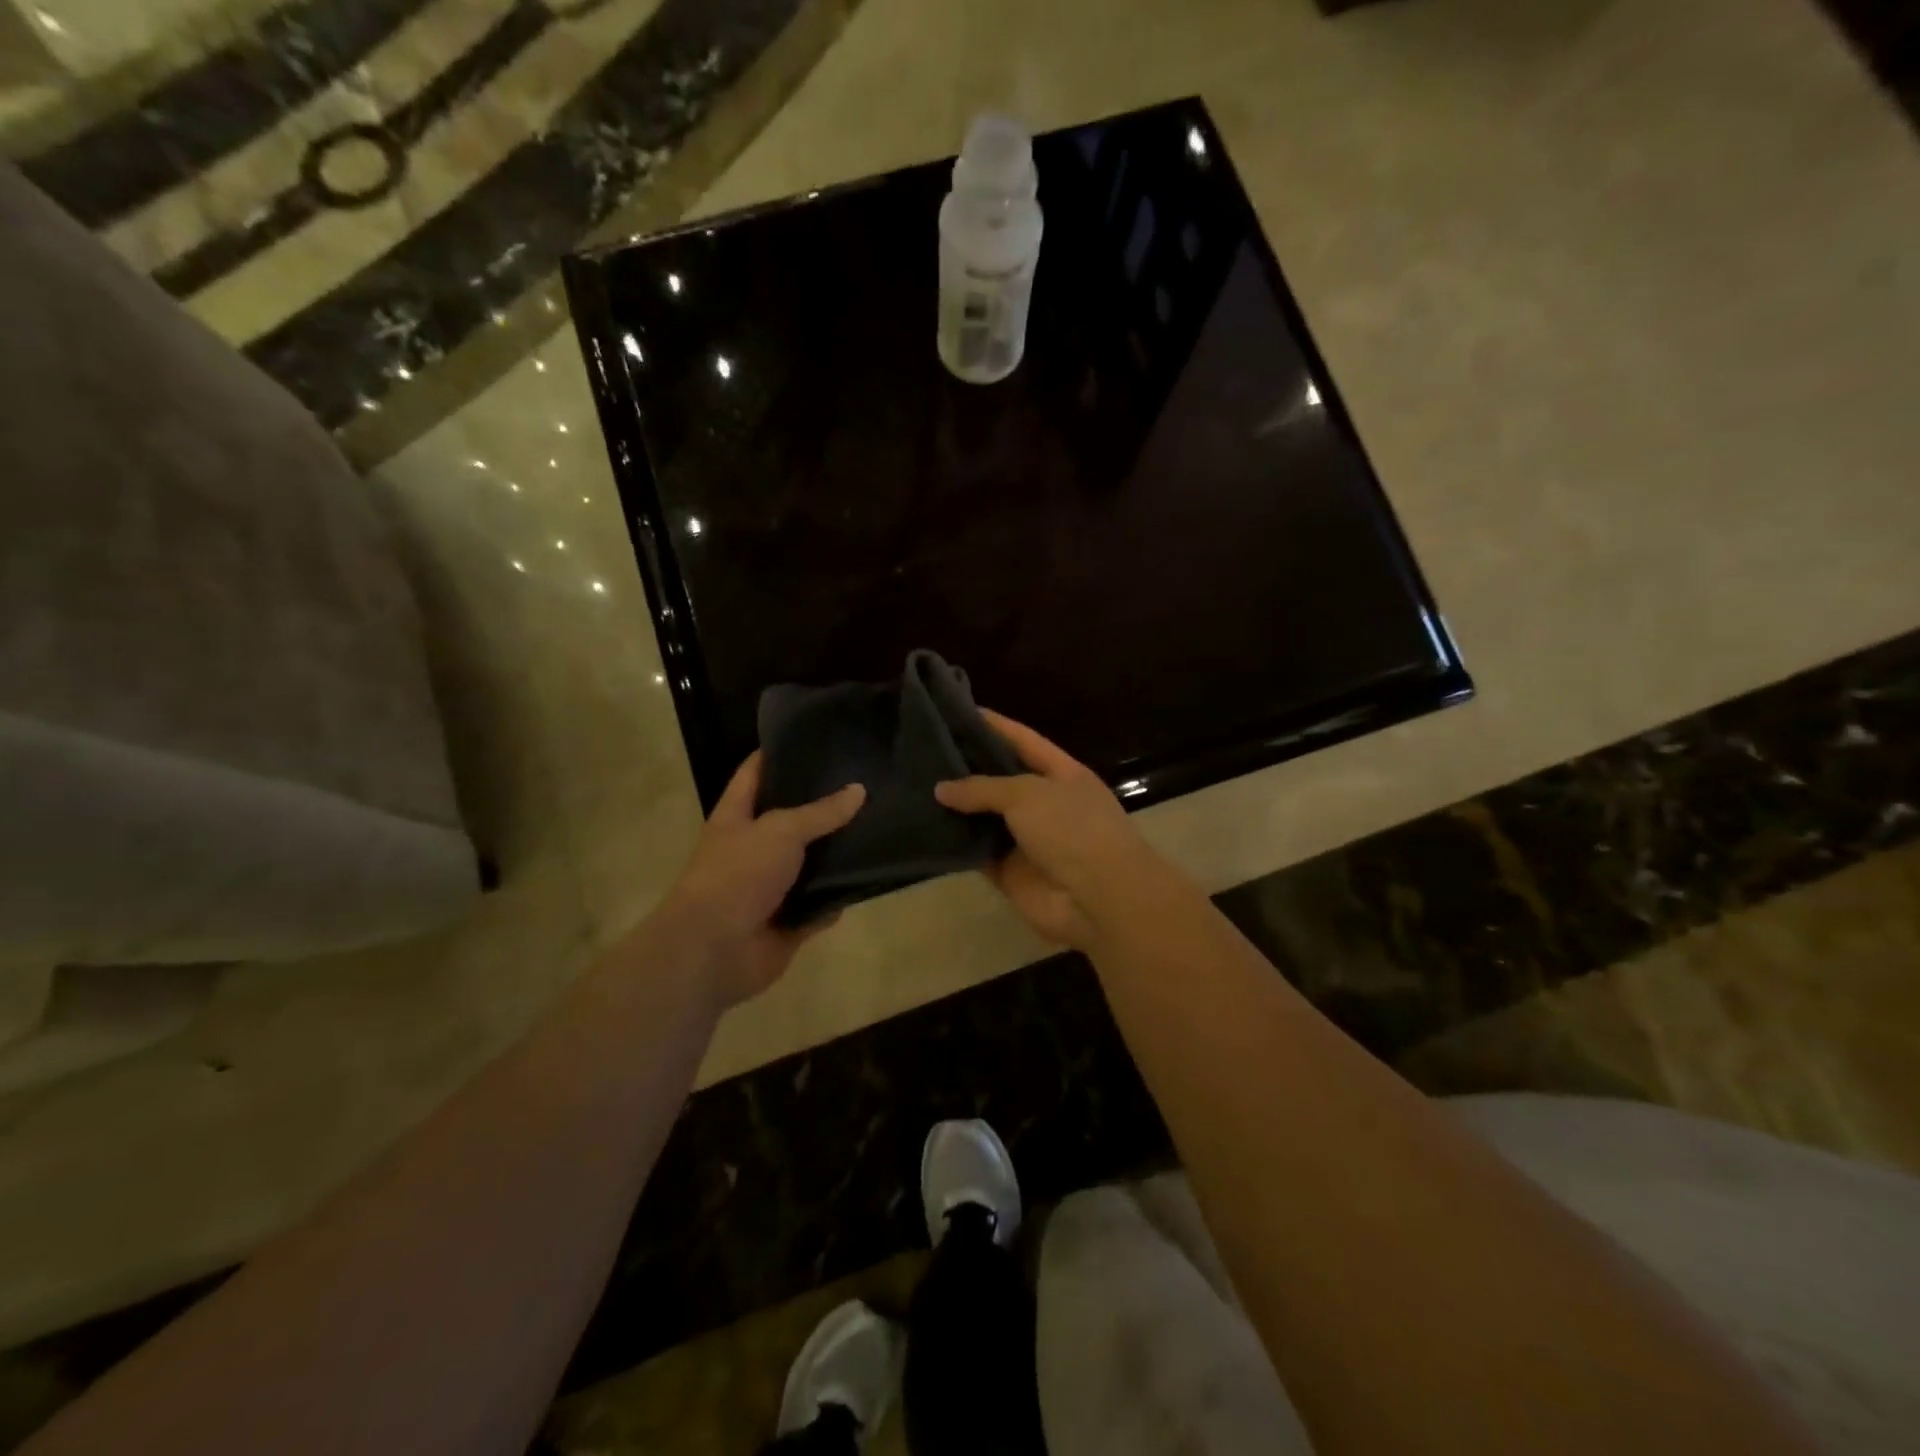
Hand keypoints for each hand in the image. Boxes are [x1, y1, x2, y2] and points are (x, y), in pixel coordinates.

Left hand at [654, 753, 864, 1007]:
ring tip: (878, 825)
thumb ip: (821, 812)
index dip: (777, 754)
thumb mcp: (781, 830)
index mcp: (736, 818)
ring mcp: (770, 887)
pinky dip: (839, 898)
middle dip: (822, 805)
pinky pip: (821, 906)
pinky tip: (870, 879)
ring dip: (837, 854)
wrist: (715, 950)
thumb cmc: (738, 874)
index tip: (812, 737)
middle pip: (790, 820)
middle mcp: (752, 848)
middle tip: (864, 781)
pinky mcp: (788, 922)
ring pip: (810, 864)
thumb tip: (859, 790)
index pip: (754, 774)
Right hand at [935, 711, 1158, 950]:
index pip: (1022, 740)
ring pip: (984, 818)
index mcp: (1062, 774)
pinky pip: (977, 853)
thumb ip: (983, 787)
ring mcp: (1027, 840)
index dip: (993, 725)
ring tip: (912, 786)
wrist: (1099, 899)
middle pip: (999, 779)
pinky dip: (955, 845)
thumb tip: (942, 788)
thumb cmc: (1072, 830)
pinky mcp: (1010, 873)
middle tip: (921, 751)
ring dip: (955, 808)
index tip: (956, 710)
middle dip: (966, 767)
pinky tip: (922, 829)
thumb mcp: (1028, 794)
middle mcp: (1045, 803)